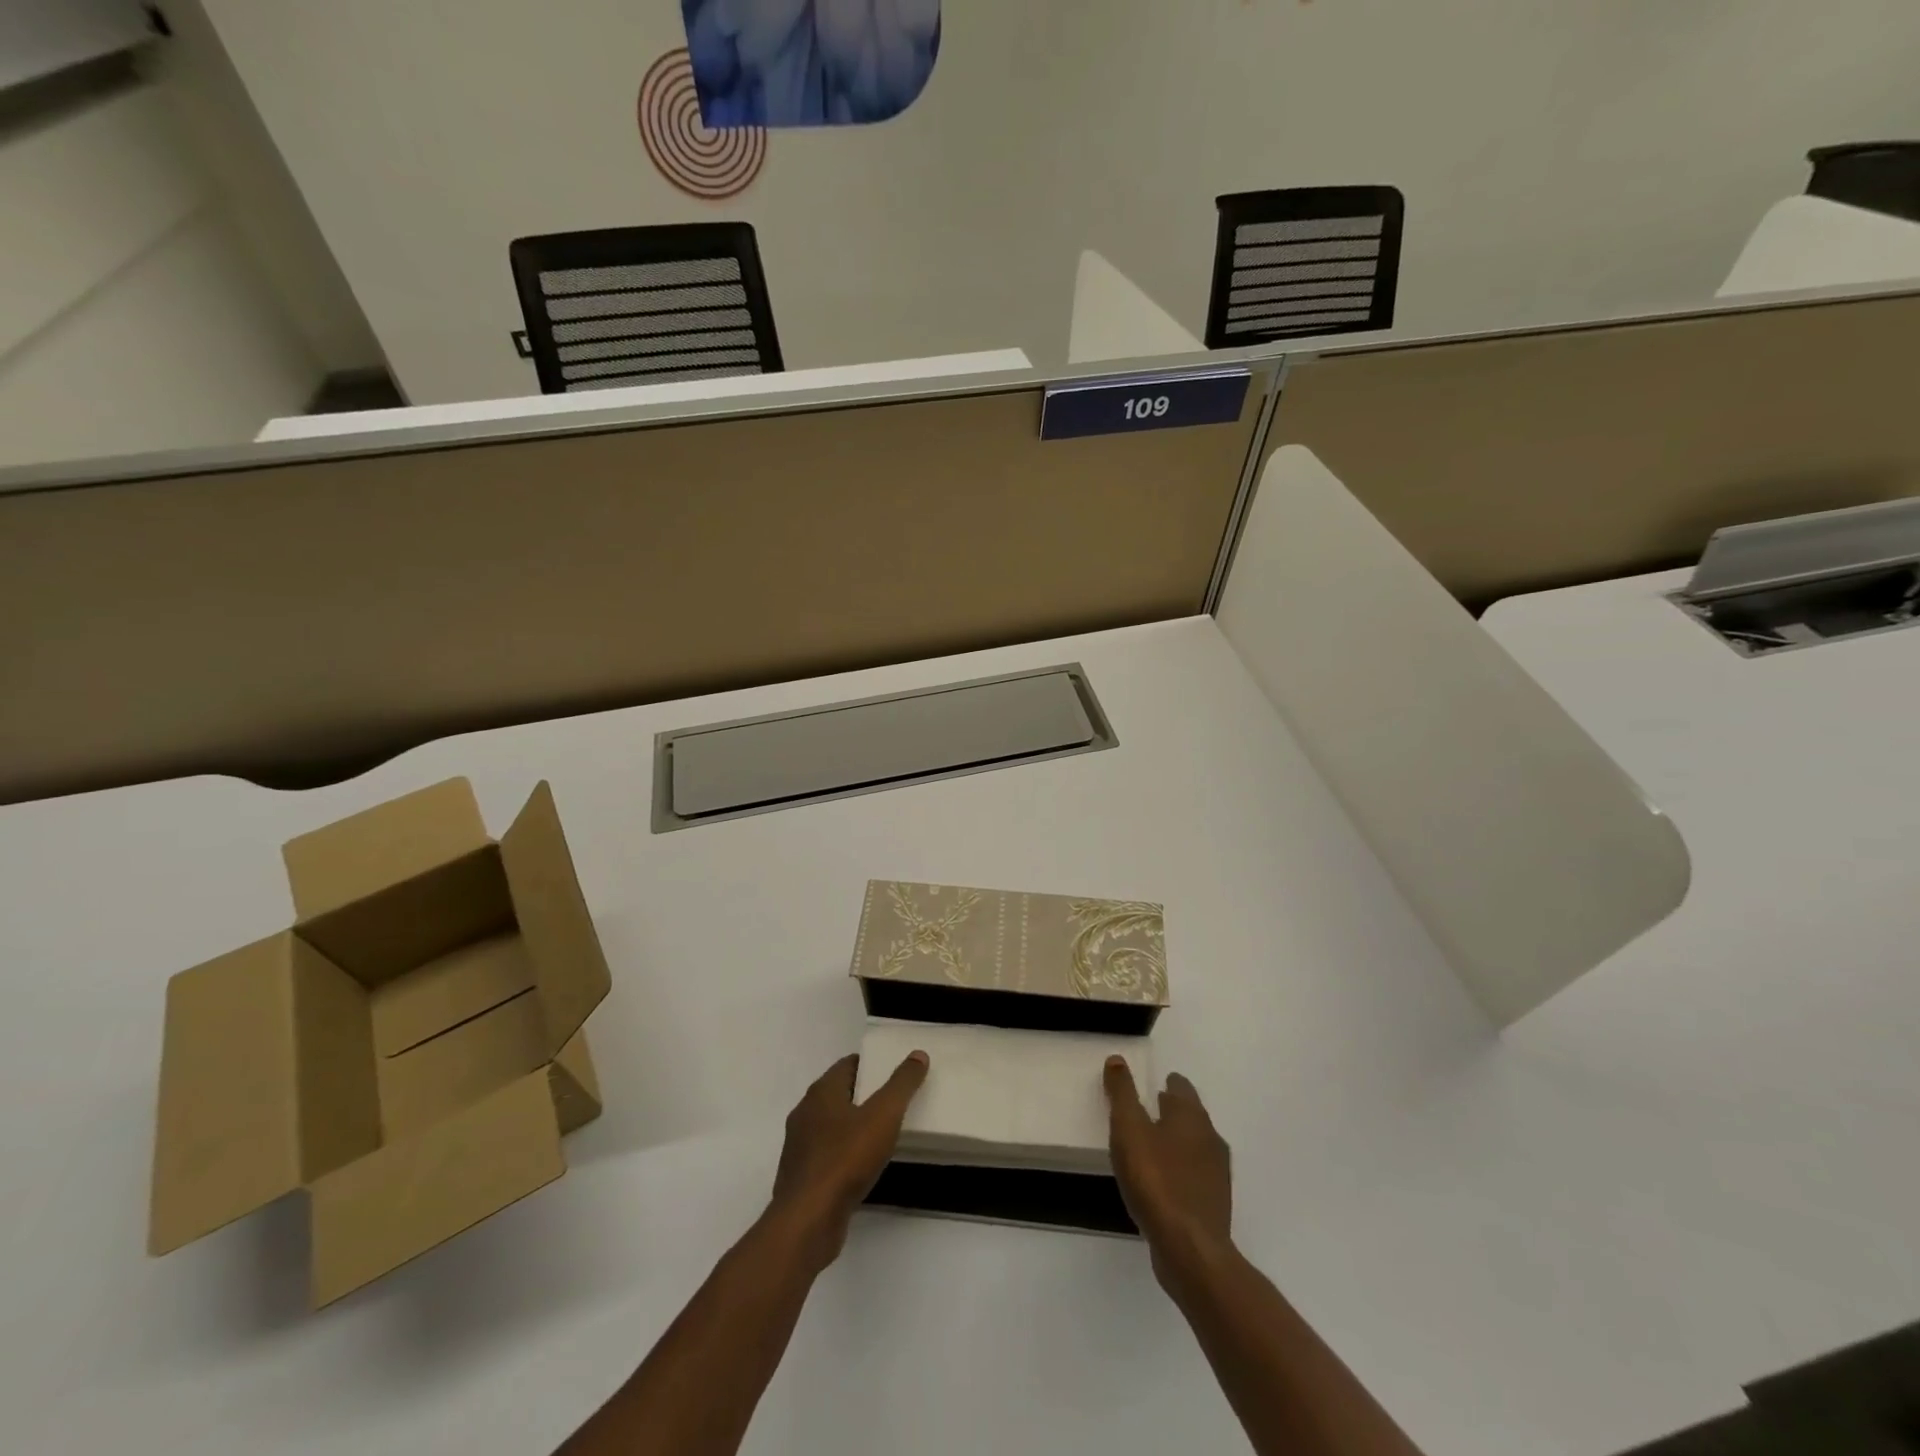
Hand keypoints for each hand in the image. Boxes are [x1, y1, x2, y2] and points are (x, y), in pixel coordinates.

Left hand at [767, 1051, 928, 1271]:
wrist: (808, 1222)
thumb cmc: (846, 1159)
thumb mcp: (884, 1115)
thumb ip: (902, 1084)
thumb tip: (918, 1054)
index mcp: (821, 1093)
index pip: (847, 1065)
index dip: (871, 1065)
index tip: (893, 1072)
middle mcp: (805, 1113)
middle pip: (838, 1094)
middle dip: (864, 1095)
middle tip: (894, 1101)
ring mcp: (800, 1147)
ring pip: (831, 1126)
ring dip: (853, 1126)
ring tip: (883, 1134)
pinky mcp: (801, 1177)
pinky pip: (827, 1154)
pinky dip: (844, 1153)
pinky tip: (862, 1166)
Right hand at [1105, 1057, 1233, 1293]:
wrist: (1190, 1249)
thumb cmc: (1156, 1179)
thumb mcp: (1128, 1128)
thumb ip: (1122, 1093)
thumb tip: (1117, 1059)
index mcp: (1192, 1116)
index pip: (1182, 1088)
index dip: (1169, 1083)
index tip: (1157, 1083)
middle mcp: (1210, 1139)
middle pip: (1192, 1116)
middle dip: (1175, 1110)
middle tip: (1152, 1108)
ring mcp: (1216, 1174)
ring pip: (1196, 1146)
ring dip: (1179, 1140)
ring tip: (1154, 1144)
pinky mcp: (1213, 1204)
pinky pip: (1195, 1175)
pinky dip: (1181, 1169)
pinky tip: (1165, 1181)